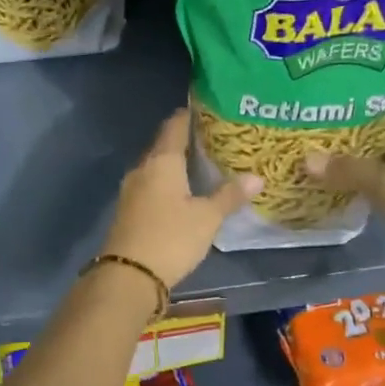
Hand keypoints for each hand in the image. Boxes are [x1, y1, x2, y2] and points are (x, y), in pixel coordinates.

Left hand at [101, 109, 260, 288]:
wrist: (128, 276)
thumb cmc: (171, 238)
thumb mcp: (207, 218)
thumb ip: (230, 196)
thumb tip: (256, 177)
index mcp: (161, 162)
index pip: (174, 126)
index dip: (189, 115)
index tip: (206, 109)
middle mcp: (142, 169)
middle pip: (163, 145)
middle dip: (184, 140)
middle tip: (212, 138)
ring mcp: (131, 190)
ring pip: (155, 167)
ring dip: (174, 164)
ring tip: (201, 164)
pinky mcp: (128, 210)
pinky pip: (150, 186)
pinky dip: (166, 183)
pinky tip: (182, 192)